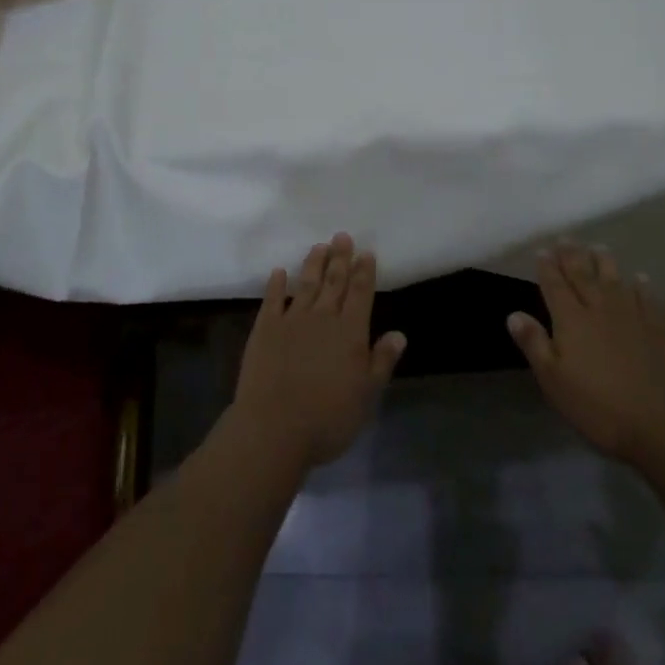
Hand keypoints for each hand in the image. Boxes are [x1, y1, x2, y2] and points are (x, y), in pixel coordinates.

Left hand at [230, 233, 407, 472]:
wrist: (273, 429)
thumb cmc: (327, 419)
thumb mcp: (366, 396)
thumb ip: (382, 362)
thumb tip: (399, 334)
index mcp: (350, 332)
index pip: (360, 294)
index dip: (364, 272)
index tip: (366, 252)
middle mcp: (322, 318)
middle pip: (334, 282)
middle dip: (340, 258)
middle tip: (342, 236)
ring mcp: (291, 320)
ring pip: (306, 284)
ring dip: (313, 264)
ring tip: (319, 247)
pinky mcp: (265, 329)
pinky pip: (272, 299)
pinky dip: (276, 284)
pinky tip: (278, 272)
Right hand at [507, 240, 664, 466]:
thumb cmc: (601, 407)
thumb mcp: (555, 382)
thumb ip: (534, 344)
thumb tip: (513, 313)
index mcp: (572, 319)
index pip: (555, 285)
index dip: (547, 267)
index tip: (542, 251)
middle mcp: (600, 307)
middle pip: (583, 274)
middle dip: (572, 255)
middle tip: (566, 238)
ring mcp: (633, 315)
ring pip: (615, 279)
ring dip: (604, 261)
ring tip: (597, 247)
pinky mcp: (661, 328)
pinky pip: (648, 298)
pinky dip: (642, 285)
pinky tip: (640, 279)